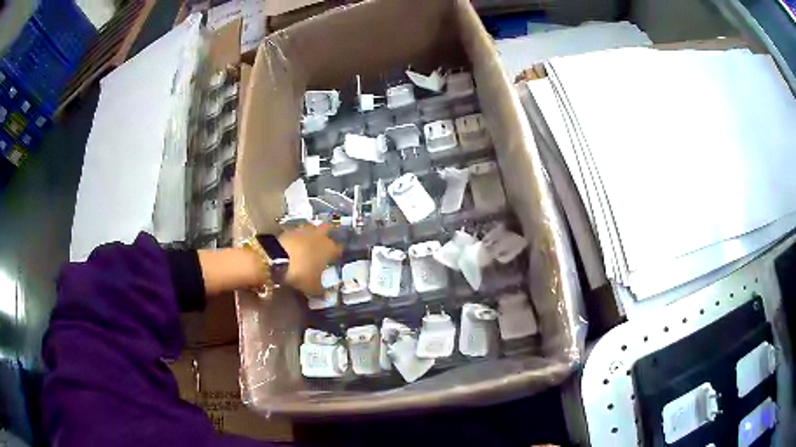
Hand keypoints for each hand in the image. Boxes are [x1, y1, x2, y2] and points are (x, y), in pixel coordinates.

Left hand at [279, 224, 342, 295]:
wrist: (276, 259)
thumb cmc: (301, 273)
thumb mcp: (313, 287)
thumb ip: (321, 290)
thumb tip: (326, 294)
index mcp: (330, 248)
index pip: (339, 248)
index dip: (338, 253)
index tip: (337, 257)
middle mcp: (320, 235)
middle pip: (327, 230)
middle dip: (327, 235)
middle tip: (325, 244)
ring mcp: (303, 230)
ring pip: (312, 229)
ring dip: (311, 235)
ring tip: (309, 245)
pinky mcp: (288, 230)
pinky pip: (297, 233)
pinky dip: (298, 239)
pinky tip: (296, 246)